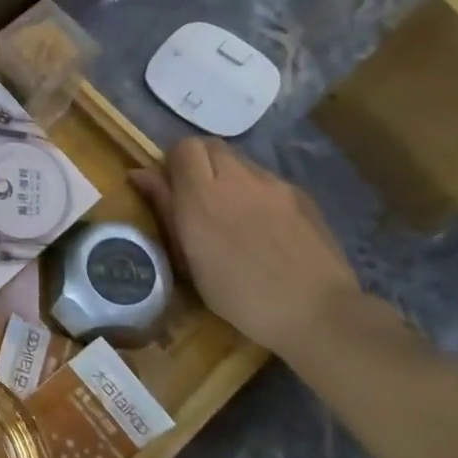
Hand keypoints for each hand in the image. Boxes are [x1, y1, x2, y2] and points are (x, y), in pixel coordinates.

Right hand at [130, 137, 360, 354]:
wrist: (317, 312)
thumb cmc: (238, 294)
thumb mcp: (187, 258)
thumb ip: (165, 208)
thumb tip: (140, 174)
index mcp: (202, 193)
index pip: (183, 146)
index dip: (173, 162)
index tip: (171, 189)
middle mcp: (238, 177)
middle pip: (211, 146)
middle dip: (199, 163)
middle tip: (197, 198)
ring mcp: (275, 184)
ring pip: (241, 161)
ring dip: (228, 176)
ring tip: (232, 214)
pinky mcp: (302, 195)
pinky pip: (268, 181)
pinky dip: (255, 192)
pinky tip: (263, 227)